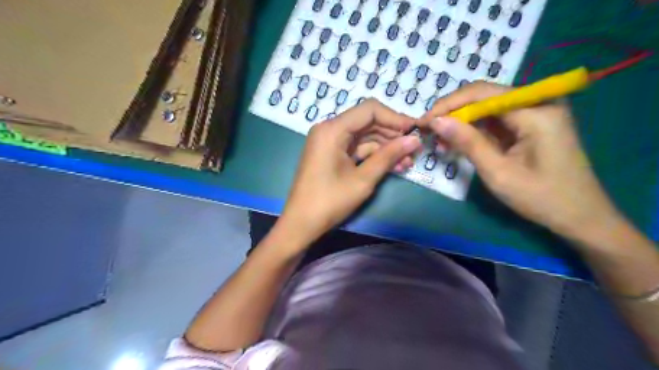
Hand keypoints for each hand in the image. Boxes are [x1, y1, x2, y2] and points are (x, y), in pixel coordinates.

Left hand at [277, 99, 421, 245]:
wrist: (301, 223)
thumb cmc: (330, 201)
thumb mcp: (363, 179)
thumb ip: (389, 156)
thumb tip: (414, 140)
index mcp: (332, 129)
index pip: (370, 110)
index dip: (395, 118)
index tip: (415, 130)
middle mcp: (329, 129)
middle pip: (367, 122)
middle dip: (392, 135)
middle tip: (414, 149)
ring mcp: (329, 142)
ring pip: (364, 136)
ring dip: (386, 147)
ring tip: (408, 161)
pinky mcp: (331, 154)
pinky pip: (356, 148)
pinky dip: (373, 155)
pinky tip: (393, 165)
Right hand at [423, 80, 623, 238]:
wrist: (579, 216)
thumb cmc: (541, 198)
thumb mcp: (498, 172)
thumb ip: (467, 142)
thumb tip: (437, 121)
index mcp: (536, 110)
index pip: (482, 93)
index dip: (449, 105)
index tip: (424, 121)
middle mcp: (537, 102)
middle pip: (483, 97)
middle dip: (453, 113)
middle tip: (429, 131)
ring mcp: (535, 113)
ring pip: (486, 108)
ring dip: (461, 123)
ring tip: (440, 141)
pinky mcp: (530, 125)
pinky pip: (495, 121)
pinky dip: (474, 131)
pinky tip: (458, 143)